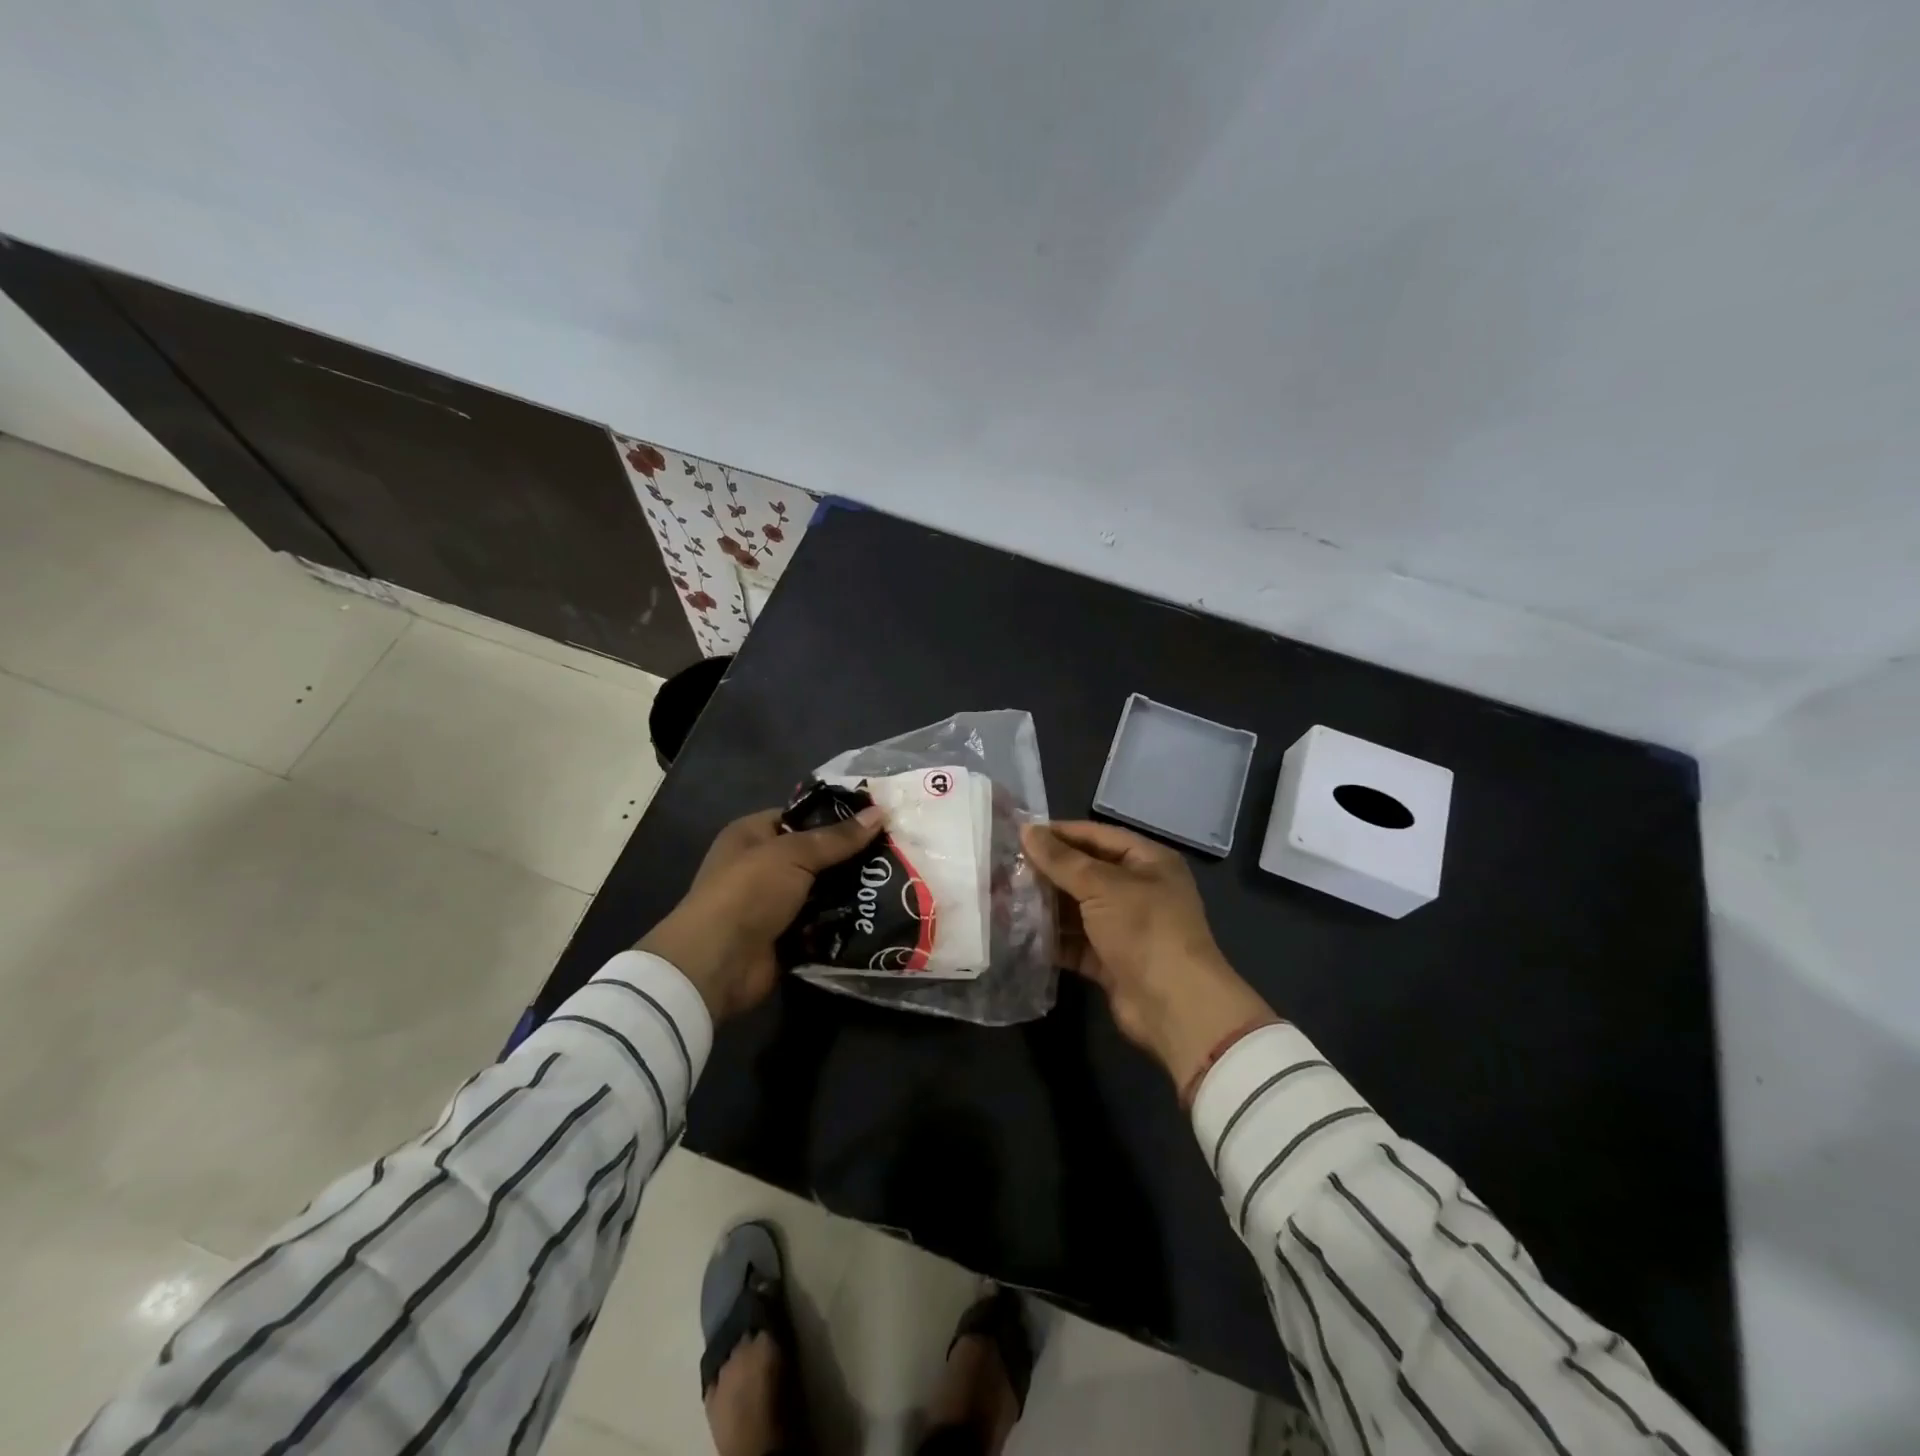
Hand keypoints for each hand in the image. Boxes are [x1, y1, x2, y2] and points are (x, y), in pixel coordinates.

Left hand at [639, 806, 884, 1020]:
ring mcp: (775, 904)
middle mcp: (762, 866)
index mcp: (753, 835)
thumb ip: (838, 837)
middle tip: (896, 851)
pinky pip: (823, 923)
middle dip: (851, 857)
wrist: (718, 963)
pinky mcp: (787, 937)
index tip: (879, 818)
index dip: (837, 816)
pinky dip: (845, 922)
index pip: (801, 818)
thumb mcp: (794, 854)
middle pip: (816, 856)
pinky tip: (880, 913)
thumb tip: (881, 812)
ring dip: (852, 891)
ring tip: (898, 881)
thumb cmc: (749, 892)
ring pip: (823, 891)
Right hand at [1022, 821, 1276, 1091]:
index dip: (1061, 833)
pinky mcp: (1110, 960)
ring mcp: (1125, 928)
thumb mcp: (1102, 886)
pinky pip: (1075, 942)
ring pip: (1078, 909)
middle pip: (1085, 872)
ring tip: (1005, 898)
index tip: (1021, 834)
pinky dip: (1052, 938)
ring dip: (1046, 905)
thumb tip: (1026, 830)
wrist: (1174, 1006)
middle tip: (1005, 868)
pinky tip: (1019, 933)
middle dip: (1048, 871)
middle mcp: (1138, 890)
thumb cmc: (1144, 929)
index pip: (1098, 836)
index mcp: (1148, 862)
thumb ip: (1061, 859)